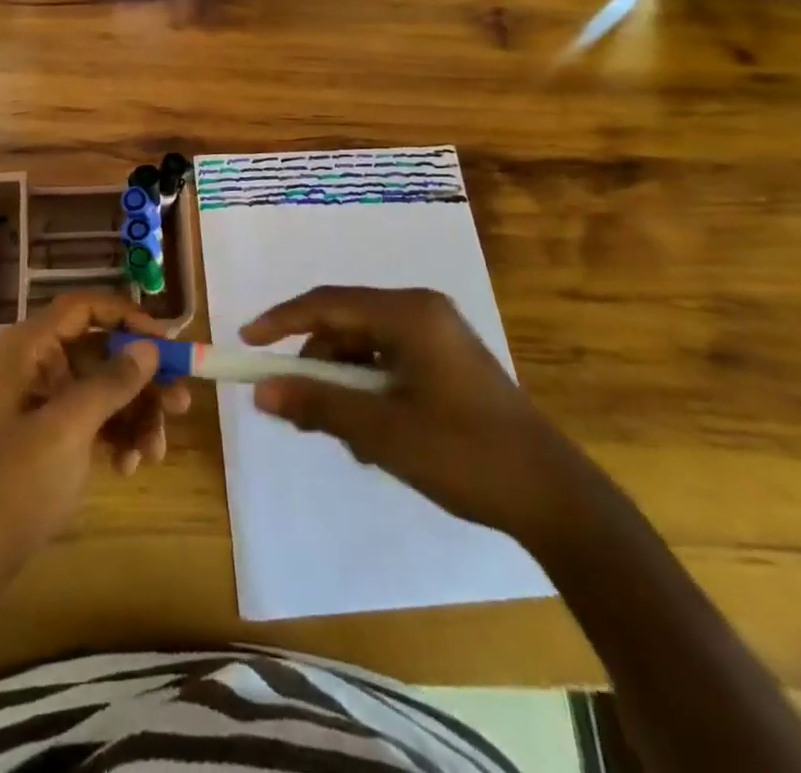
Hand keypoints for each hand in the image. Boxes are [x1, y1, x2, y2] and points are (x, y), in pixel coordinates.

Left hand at [0, 291, 192, 590]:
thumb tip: (150, 347)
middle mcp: (34, 365)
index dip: (126, 317)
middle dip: (142, 379)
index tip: (165, 343)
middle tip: (180, 403)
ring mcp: (41, 402)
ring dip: (135, 415)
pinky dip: (116, 436)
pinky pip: (94, 418)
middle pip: (100, 352)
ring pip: (103, 389)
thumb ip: (110, 383)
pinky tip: (129, 466)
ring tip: (155, 451)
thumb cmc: (13, 482)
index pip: (82, 308)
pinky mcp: (49, 434)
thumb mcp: (67, 429)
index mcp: (27, 349)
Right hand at [241, 286, 589, 544]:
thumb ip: (317, 404)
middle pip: (345, 323)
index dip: (281, 320)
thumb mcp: (381, 431)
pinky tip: (371, 434)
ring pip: (364, 346)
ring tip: (342, 435)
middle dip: (315, 364)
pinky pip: (387, 362)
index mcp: (408, 313)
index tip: (246, 341)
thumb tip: (260, 392)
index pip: (327, 302)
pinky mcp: (446, 361)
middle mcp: (421, 311)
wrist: (554, 498)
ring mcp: (437, 335)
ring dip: (342, 384)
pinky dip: (367, 390)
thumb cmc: (464, 454)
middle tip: (293, 406)